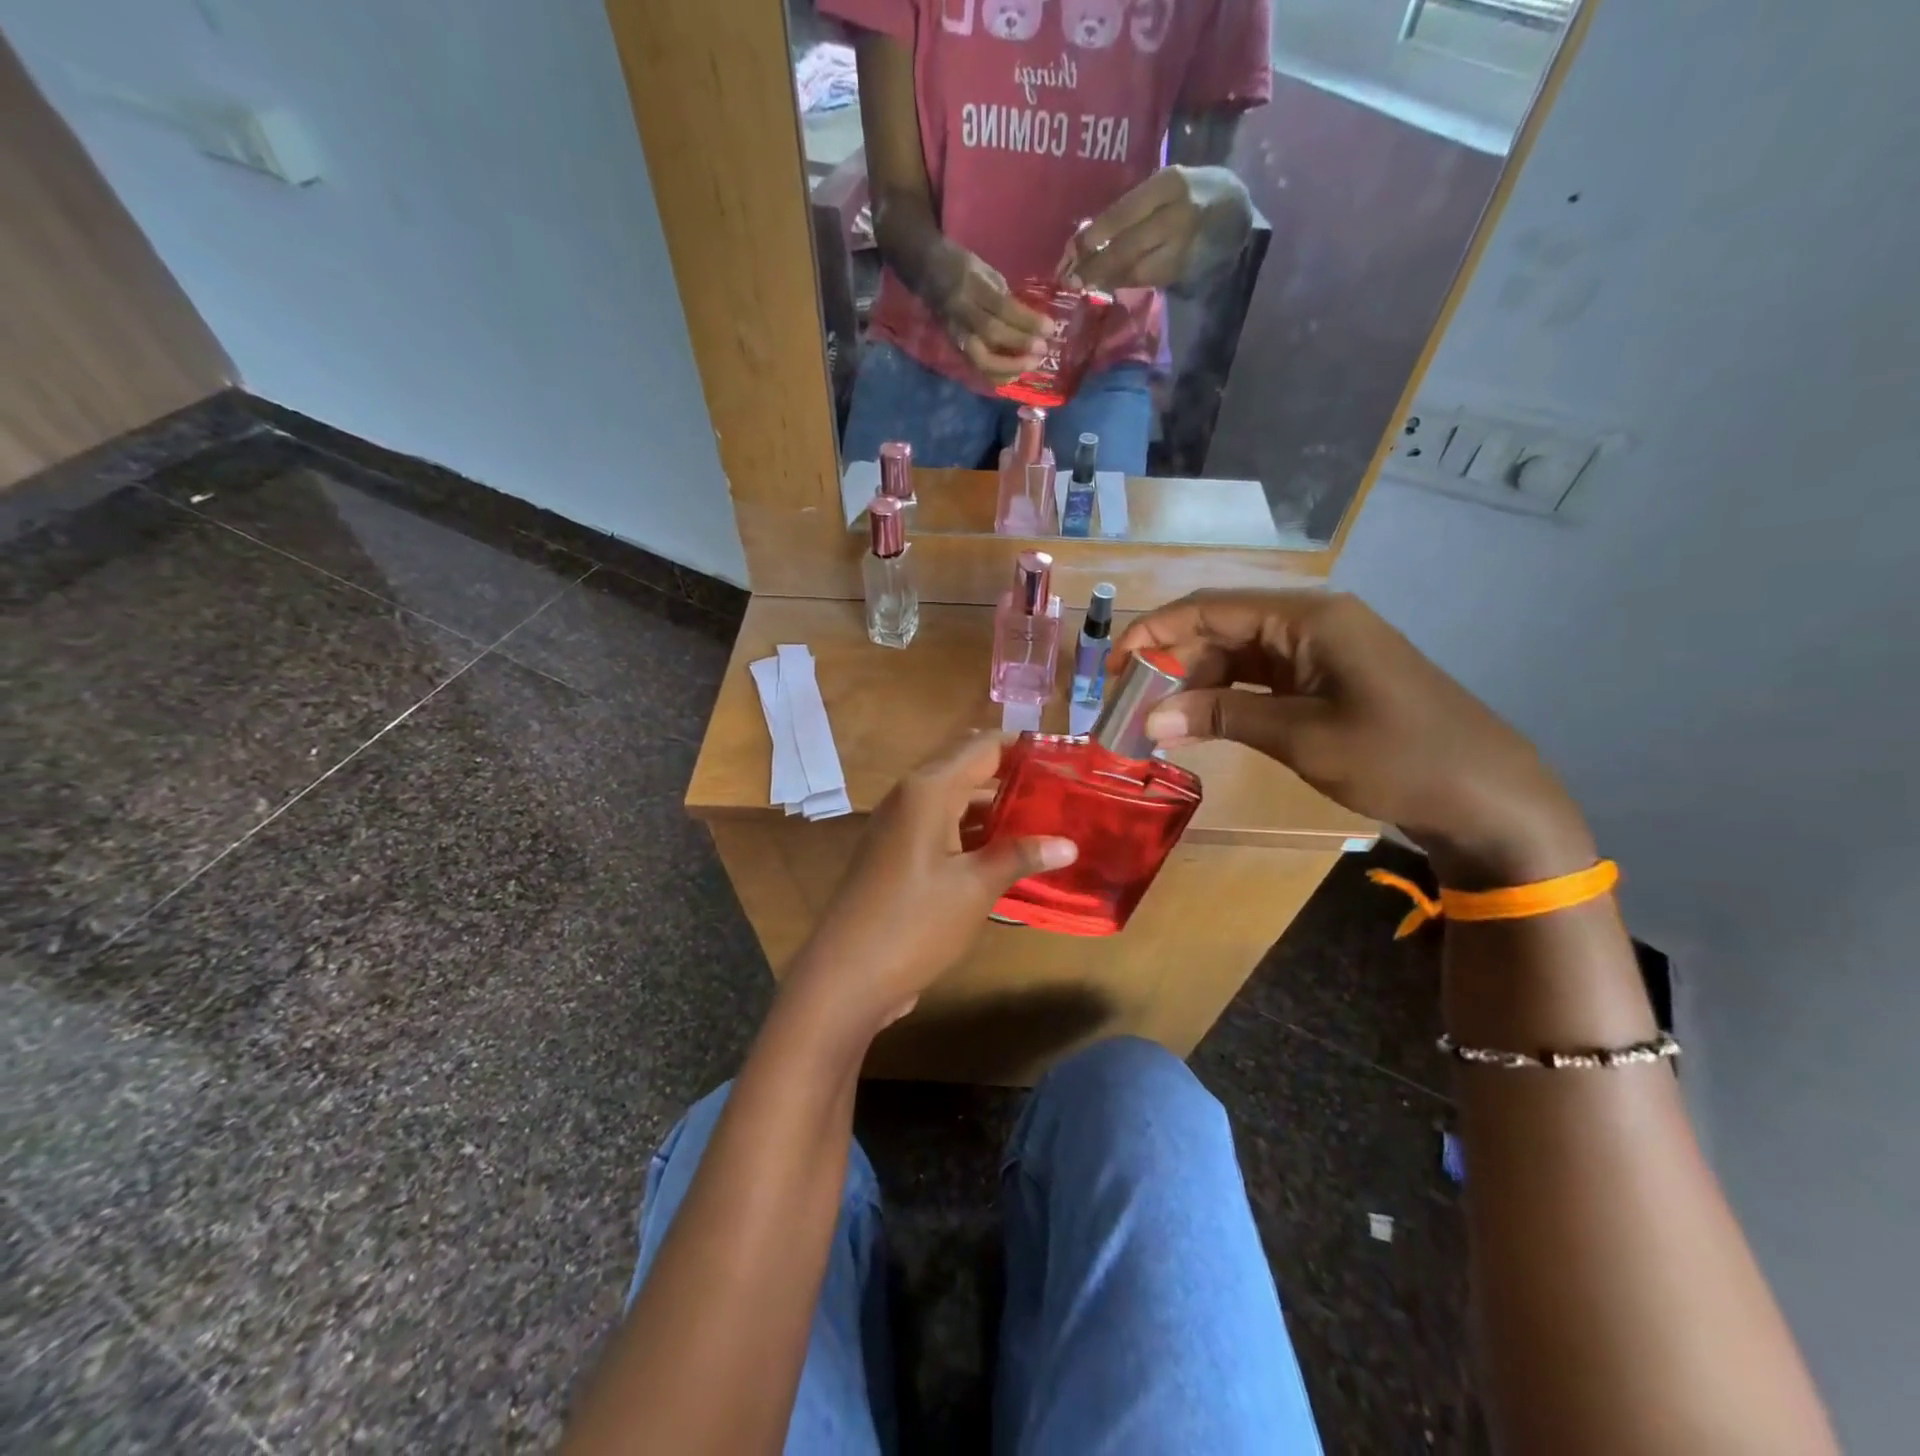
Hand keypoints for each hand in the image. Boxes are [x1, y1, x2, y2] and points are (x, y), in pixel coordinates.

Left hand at [783, 733, 1076, 1032]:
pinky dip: (974, 833)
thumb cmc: (914, 922)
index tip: (1064, 760)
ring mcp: (900, 826)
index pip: (983, 746)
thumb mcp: (975, 888)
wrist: (845, 976)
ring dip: (996, 810)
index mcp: (928, 790)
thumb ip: (1020, 856)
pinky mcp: (897, 853)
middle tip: (1062, 792)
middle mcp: (911, 796)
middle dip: (1014, 779)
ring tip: (1046, 821)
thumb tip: (1069, 844)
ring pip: (956, 802)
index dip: (1023, 748)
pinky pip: (942, 828)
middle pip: (968, 770)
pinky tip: (1007, 853)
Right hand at [925, 240, 1052, 380]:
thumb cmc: (962, 267)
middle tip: (1043, 350)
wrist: (926, 271)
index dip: (1026, 320)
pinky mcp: (954, 347)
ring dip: (1008, 367)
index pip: (1002, 307)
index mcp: (971, 285)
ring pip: (980, 358)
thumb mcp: (986, 272)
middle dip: (1019, 344)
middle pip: (991, 334)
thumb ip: (1005, 297)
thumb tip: (1030, 321)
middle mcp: (961, 312)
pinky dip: (996, 375)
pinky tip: (1013, 375)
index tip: (1049, 327)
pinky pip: (976, 367)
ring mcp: (956, 333)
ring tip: (1030, 366)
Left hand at [1062, 165, 1252, 291]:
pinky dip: (1126, 284)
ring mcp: (1182, 247)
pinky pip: (1147, 281)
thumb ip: (1132, 207)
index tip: (1071, 251)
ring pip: (1136, 271)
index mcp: (1168, 185)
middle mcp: (1177, 216)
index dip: (1094, 236)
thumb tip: (1087, 236)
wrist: (1236, 211)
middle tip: (1071, 280)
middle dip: (1095, 267)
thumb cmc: (1191, 193)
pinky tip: (1110, 285)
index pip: (1123, 214)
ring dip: (1107, 280)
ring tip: (1086, 284)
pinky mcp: (1184, 271)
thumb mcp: (1164, 187)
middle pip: (1127, 248)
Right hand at [1112, 590, 1594, 887]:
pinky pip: (1259, 678)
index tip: (1112, 666)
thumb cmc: (1398, 758)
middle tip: (1128, 702)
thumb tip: (1149, 718)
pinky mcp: (1325, 678)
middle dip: (1170, 661)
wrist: (1487, 794)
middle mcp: (1311, 621)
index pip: (1210, 608)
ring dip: (1195, 683)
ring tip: (1157, 720)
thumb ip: (1221, 718)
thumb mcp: (1301, 737)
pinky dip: (1225, 699)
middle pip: (1220, 628)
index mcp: (1308, 617)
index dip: (1153, 632)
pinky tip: (1198, 725)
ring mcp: (1319, 650)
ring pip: (1236, 654)